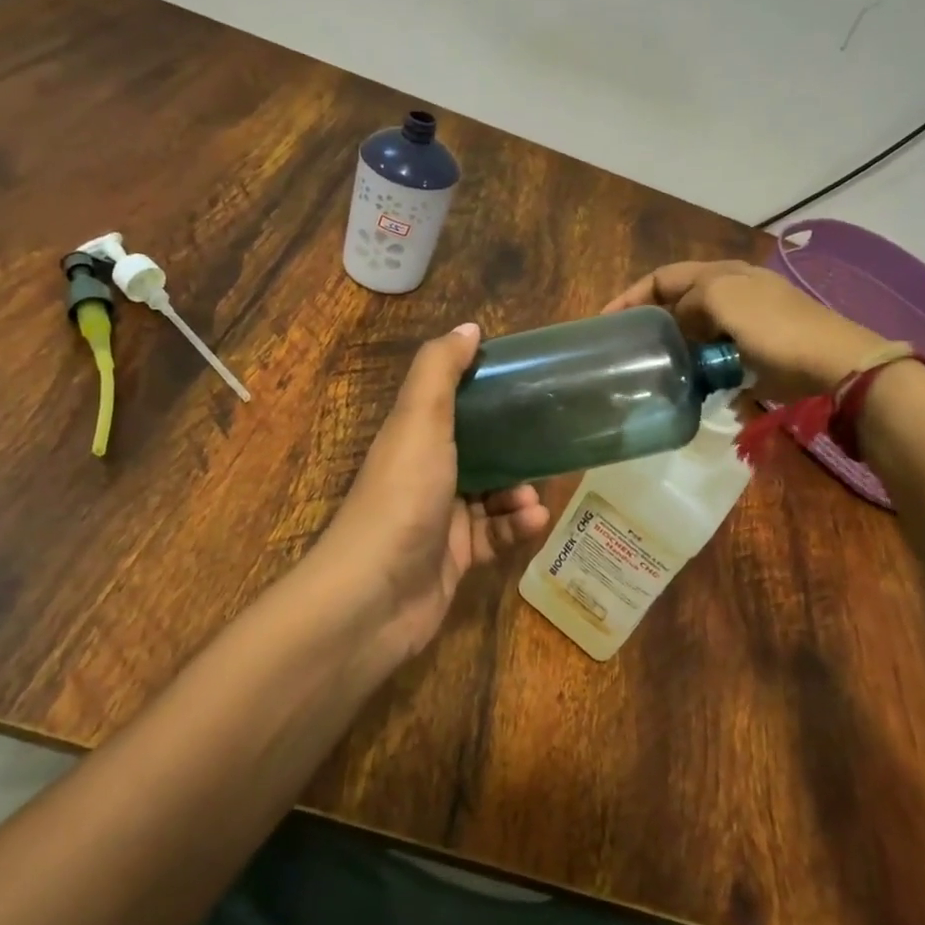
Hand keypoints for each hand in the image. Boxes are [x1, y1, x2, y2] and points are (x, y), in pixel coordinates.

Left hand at [313, 323, 550, 659]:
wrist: (374, 596)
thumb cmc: (401, 496)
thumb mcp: (420, 421)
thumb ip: (441, 370)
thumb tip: (470, 328)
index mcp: (413, 437)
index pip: (454, 405)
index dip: (487, 393)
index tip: (528, 384)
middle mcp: (425, 474)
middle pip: (479, 452)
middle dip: (514, 448)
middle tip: (549, 444)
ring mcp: (440, 519)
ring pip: (492, 495)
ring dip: (519, 492)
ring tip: (537, 495)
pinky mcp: (456, 558)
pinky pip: (495, 535)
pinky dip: (516, 527)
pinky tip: (535, 522)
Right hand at [605, 260, 888, 400]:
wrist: (831, 364)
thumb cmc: (774, 327)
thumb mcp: (722, 298)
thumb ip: (689, 302)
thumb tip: (680, 323)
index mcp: (721, 274)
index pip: (663, 277)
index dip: (631, 296)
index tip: (605, 322)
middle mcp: (731, 292)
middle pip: (678, 302)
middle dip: (651, 321)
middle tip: (626, 347)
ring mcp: (744, 323)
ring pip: (694, 331)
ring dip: (674, 346)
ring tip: (652, 367)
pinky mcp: (754, 353)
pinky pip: (714, 355)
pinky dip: (698, 365)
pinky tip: (688, 382)